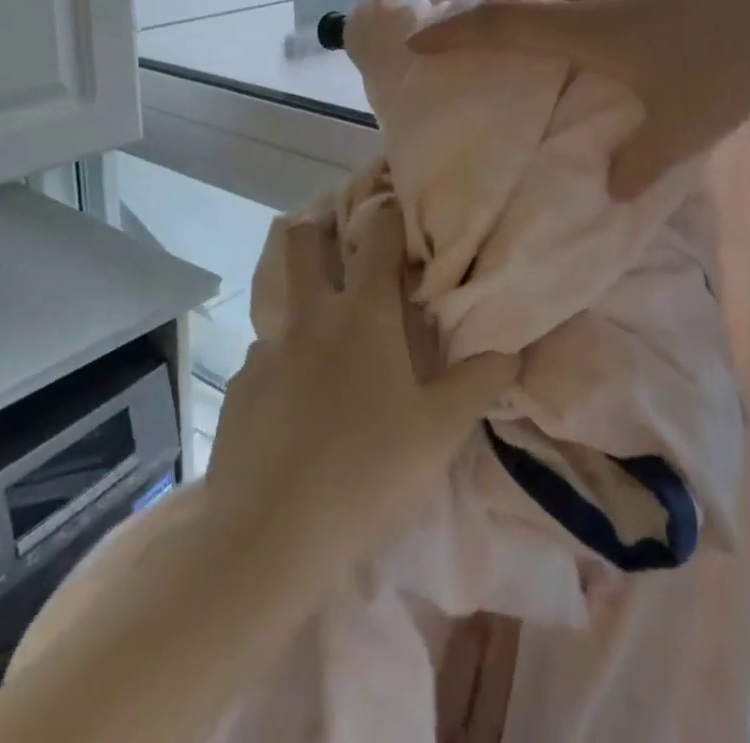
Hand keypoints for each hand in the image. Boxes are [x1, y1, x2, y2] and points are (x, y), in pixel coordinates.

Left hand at [204, 200, 517, 566]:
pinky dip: (282, 364)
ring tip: (323, 339)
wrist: (267, 539)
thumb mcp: (440, 432)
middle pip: (299, 241)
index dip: (389, 212)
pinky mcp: (237, 389)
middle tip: (342, 247)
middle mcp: (310, 316)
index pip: (376, 234)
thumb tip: (511, 348)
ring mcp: (267, 350)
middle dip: (318, 228)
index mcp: (362, 313)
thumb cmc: (368, 472)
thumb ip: (479, 382)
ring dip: (301, 303)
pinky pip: (264, 357)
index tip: (398, 211)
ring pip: (279, 300)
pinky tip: (295, 406)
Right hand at [407, 0, 749, 197]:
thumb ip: (639, 167)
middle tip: (489, 18)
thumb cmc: (730, 62)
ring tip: (554, 24)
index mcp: (589, 27)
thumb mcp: (682, 130)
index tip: (419, 42)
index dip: (454, 33)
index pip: (502, 24)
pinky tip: (627, 23)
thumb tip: (613, 192)